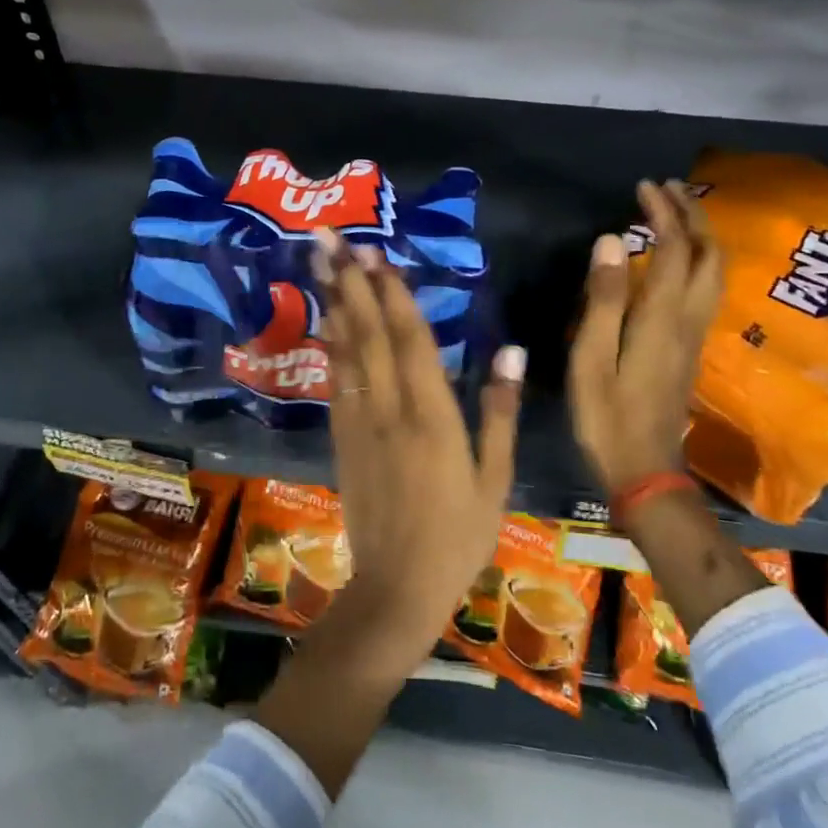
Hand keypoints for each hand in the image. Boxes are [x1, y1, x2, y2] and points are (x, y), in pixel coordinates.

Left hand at [312, 228, 524, 673]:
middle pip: (367, 332)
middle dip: (349, 280)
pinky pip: (335, 380)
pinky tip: (326, 317)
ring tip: (317, 261)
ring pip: (345, 349)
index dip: (392, 293)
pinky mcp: (341, 438)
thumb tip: (510, 350)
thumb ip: (499, 412)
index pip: (410, 340)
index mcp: (433, 416)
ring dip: (332, 300)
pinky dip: (330, 342)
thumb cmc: (457, 537)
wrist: (396, 590)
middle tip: (327, 237)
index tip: (375, 252)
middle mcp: (389, 408)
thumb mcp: (495, 480)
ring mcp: (359, 422)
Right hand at [569, 180, 723, 493]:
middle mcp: (688, 319)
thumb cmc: (607, 415)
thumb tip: (612, 241)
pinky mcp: (691, 347)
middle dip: (693, 215)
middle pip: (708, 255)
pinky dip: (697, 259)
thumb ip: (603, 298)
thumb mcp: (591, 357)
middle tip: (667, 189)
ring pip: (714, 272)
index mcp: (662, 317)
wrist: (645, 469)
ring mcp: (695, 335)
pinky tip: (677, 258)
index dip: (662, 213)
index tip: (644, 186)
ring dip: (701, 235)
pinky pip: (706, 288)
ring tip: (677, 212)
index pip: (673, 250)